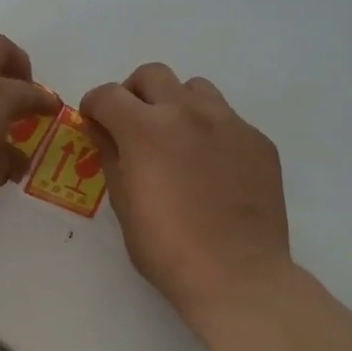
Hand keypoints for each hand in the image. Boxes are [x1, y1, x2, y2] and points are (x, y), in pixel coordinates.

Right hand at [81, 63, 292, 331]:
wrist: (239, 276)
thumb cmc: (168, 249)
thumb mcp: (123, 204)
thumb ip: (111, 155)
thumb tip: (103, 130)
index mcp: (146, 128)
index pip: (108, 94)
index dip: (94, 105)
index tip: (94, 121)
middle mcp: (187, 112)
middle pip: (152, 74)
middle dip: (134, 93)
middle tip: (133, 123)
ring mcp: (228, 122)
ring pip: (195, 88)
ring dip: (177, 104)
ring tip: (177, 138)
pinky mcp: (257, 140)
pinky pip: (227, 119)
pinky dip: (211, 130)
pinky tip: (212, 166)